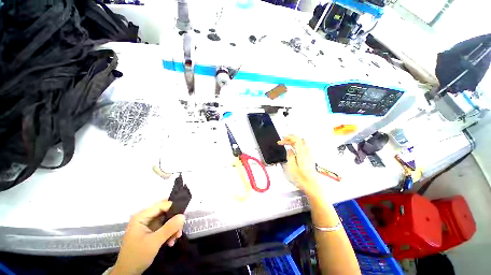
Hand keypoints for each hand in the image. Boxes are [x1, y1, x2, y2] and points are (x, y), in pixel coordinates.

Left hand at [111, 201, 184, 274]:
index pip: (162, 205)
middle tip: (180, 228)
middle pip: (165, 212)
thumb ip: (169, 228)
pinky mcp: (151, 231)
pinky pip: (164, 227)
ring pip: (166, 219)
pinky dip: (169, 233)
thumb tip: (183, 216)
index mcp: (141, 216)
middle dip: (174, 220)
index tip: (184, 216)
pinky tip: (171, 242)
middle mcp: (145, 217)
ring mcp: (148, 225)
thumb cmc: (137, 256)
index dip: (174, 208)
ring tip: (176, 238)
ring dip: (173, 228)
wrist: (127, 273)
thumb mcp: (154, 242)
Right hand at [278, 135, 319, 195]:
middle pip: (299, 140)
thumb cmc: (302, 179)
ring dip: (293, 141)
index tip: (281, 140)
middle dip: (290, 138)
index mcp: (302, 154)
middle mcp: (307, 153)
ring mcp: (309, 155)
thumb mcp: (292, 168)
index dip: (288, 137)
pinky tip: (293, 149)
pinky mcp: (309, 158)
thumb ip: (290, 157)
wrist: (313, 186)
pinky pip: (303, 147)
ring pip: (302, 143)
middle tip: (282, 141)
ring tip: (286, 144)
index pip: (296, 140)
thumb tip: (289, 150)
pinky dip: (297, 145)